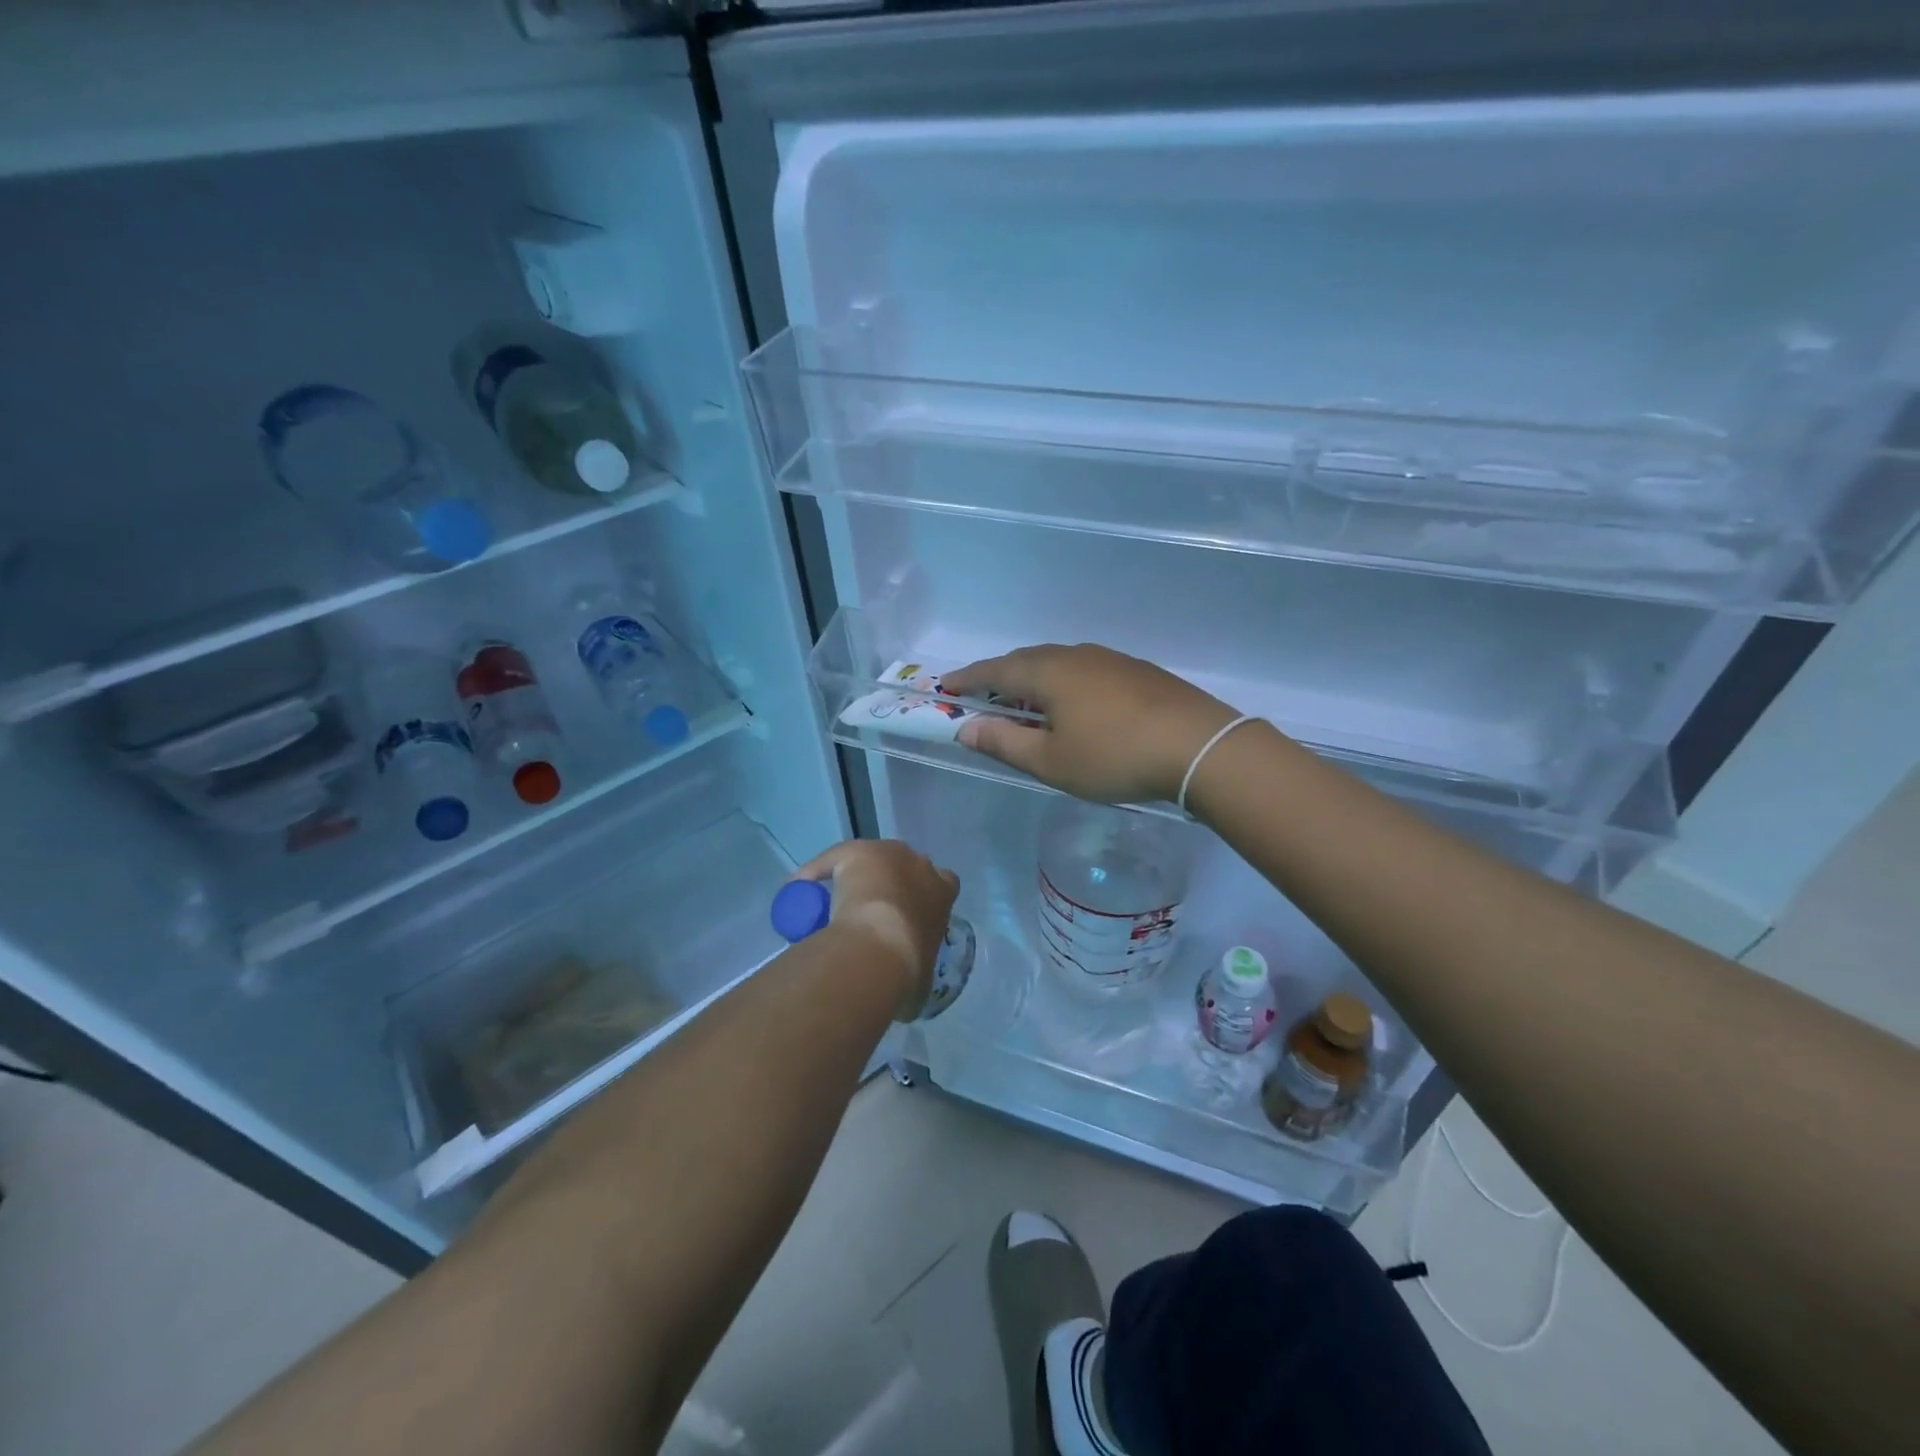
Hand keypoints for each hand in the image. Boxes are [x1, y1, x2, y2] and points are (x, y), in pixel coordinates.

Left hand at [790, 839, 959, 1020]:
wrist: (879, 945)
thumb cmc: (908, 966)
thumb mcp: (921, 983)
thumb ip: (916, 982)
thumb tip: (905, 1001)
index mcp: (943, 894)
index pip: (944, 884)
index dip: (924, 897)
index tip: (909, 914)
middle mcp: (921, 866)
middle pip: (909, 866)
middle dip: (894, 884)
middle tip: (873, 910)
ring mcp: (889, 854)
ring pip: (874, 859)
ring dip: (860, 876)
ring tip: (837, 902)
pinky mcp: (857, 851)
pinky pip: (834, 860)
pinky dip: (818, 871)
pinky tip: (802, 887)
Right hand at [941, 644, 1239, 804]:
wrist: (1199, 746)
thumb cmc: (1114, 756)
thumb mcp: (1051, 762)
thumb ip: (1004, 743)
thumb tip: (967, 729)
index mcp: (1047, 672)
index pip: (994, 670)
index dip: (967, 678)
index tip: (945, 687)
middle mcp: (1075, 655)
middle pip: (1025, 661)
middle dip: (999, 677)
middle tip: (982, 697)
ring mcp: (1109, 659)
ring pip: (1057, 664)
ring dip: (1033, 680)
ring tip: (1025, 704)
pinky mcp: (1136, 671)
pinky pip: (1084, 671)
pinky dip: (1063, 684)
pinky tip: (1073, 706)